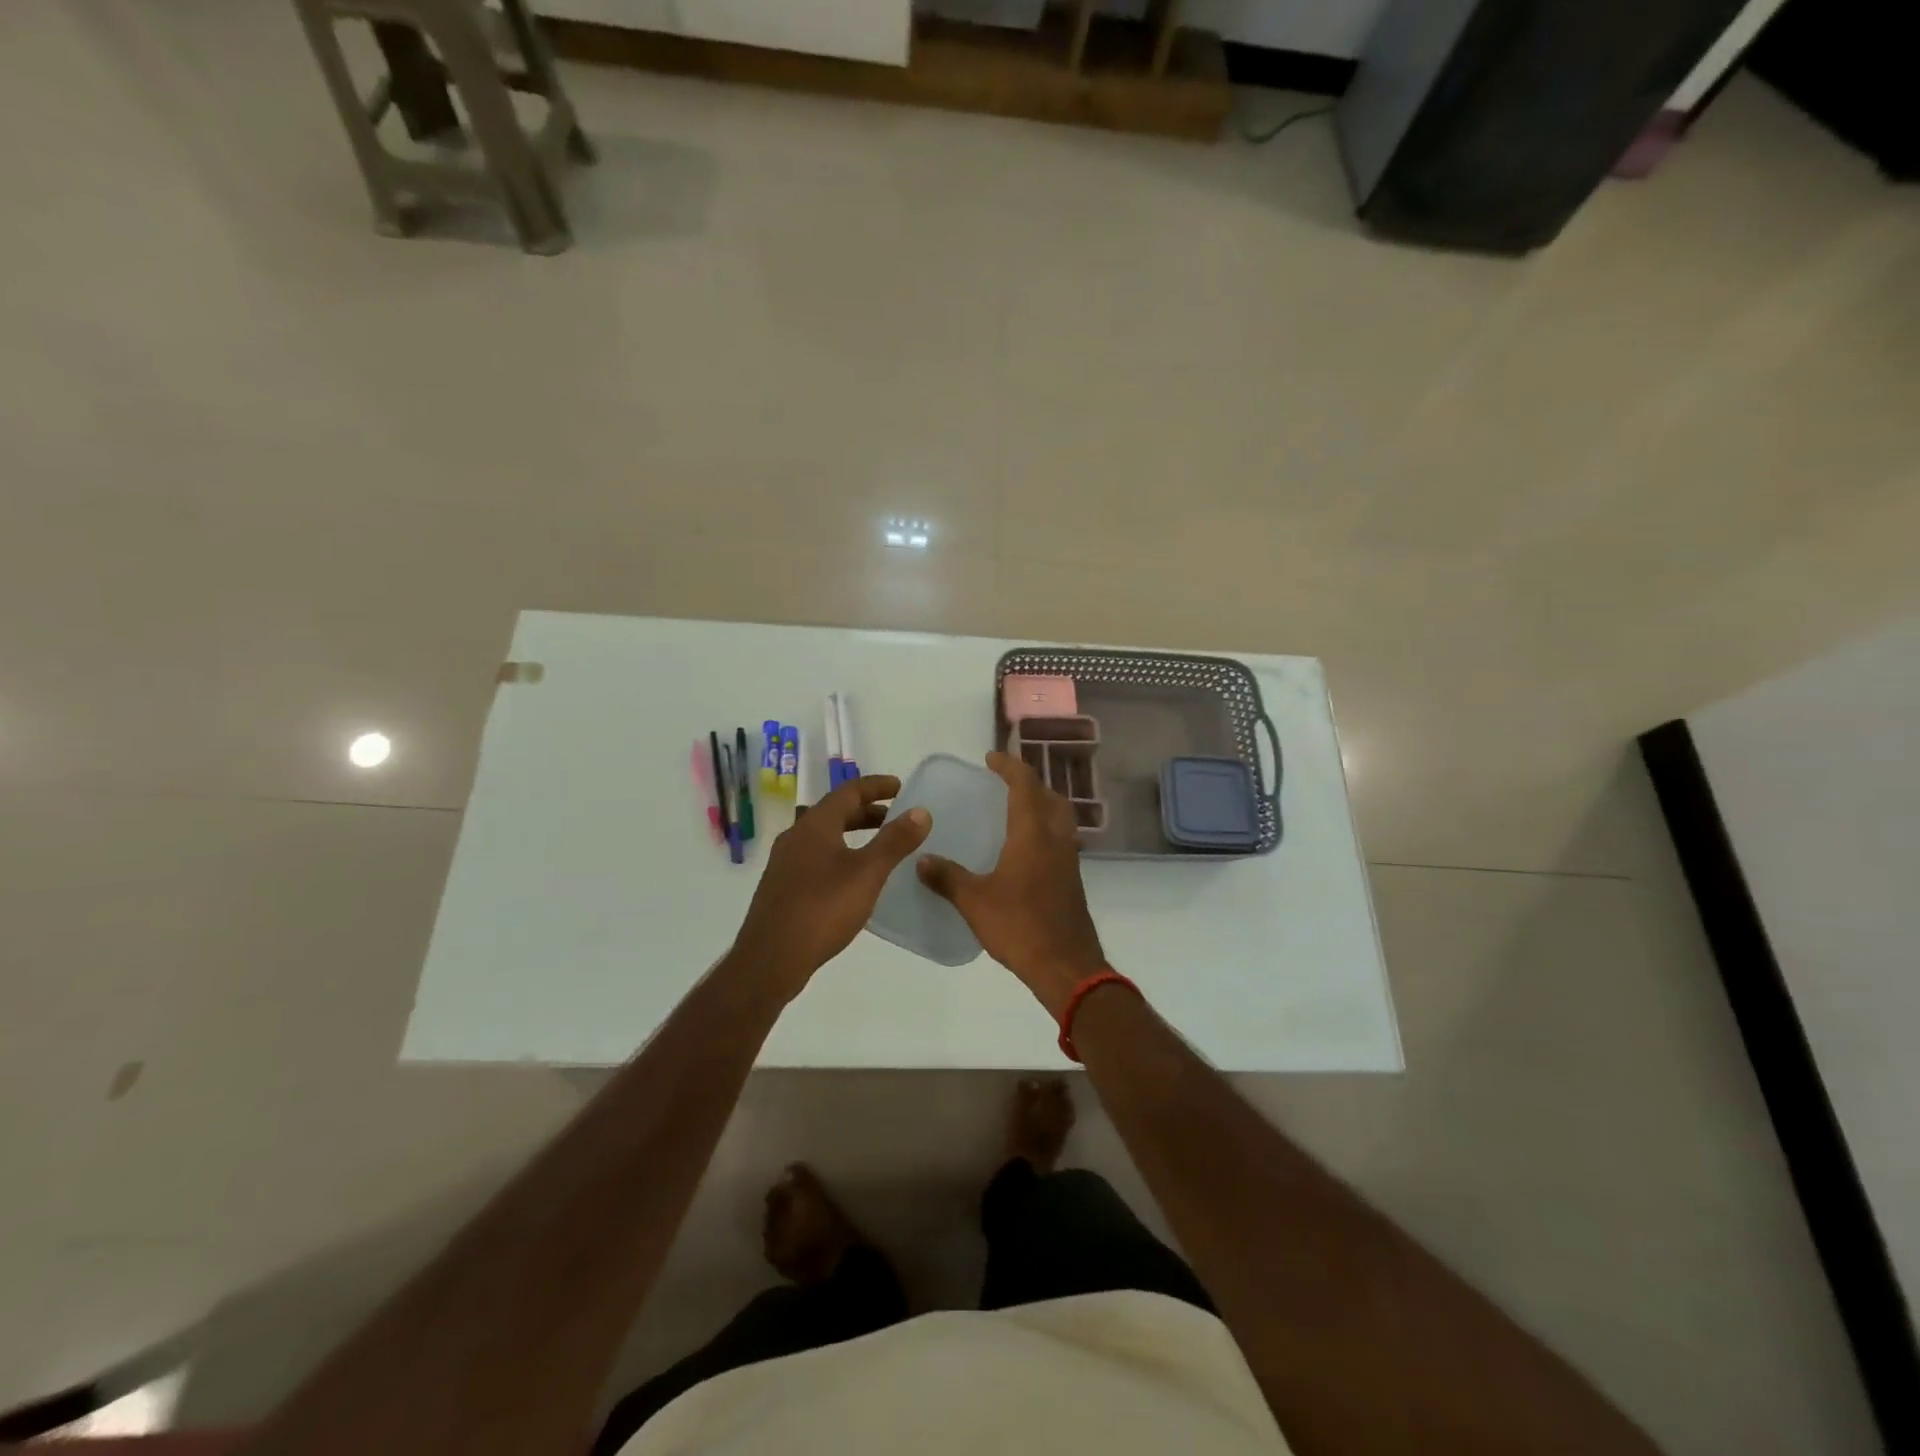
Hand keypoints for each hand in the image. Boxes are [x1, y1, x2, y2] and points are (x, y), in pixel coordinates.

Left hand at [729, 775, 931, 997]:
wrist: (770, 959)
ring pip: (824, 836)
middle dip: (867, 811)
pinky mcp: (782, 887)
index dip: (876, 786)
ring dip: (853, 834)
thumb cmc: (822, 909)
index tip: (901, 787)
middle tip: (896, 818)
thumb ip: (895, 840)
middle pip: (835, 812)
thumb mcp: (868, 873)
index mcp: (815, 825)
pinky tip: (854, 878)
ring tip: (880, 847)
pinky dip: (840, 854)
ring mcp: (785, 862)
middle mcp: (796, 836)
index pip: (848, 791)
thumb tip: (920, 811)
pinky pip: (816, 857)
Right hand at [917, 752, 1107, 1016]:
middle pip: (1049, 797)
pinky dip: (1044, 831)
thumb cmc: (1020, 926)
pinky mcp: (1072, 880)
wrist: (1067, 966)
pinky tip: (1024, 851)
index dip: (1009, 766)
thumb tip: (922, 859)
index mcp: (1033, 834)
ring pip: (1059, 818)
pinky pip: (1060, 840)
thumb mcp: (975, 902)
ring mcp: (1068, 860)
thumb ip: (947, 878)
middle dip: (1029, 783)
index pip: (1025, 785)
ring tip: (1013, 812)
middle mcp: (1055, 839)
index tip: (990, 759)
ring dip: (1040, 806)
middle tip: (1004, 784)